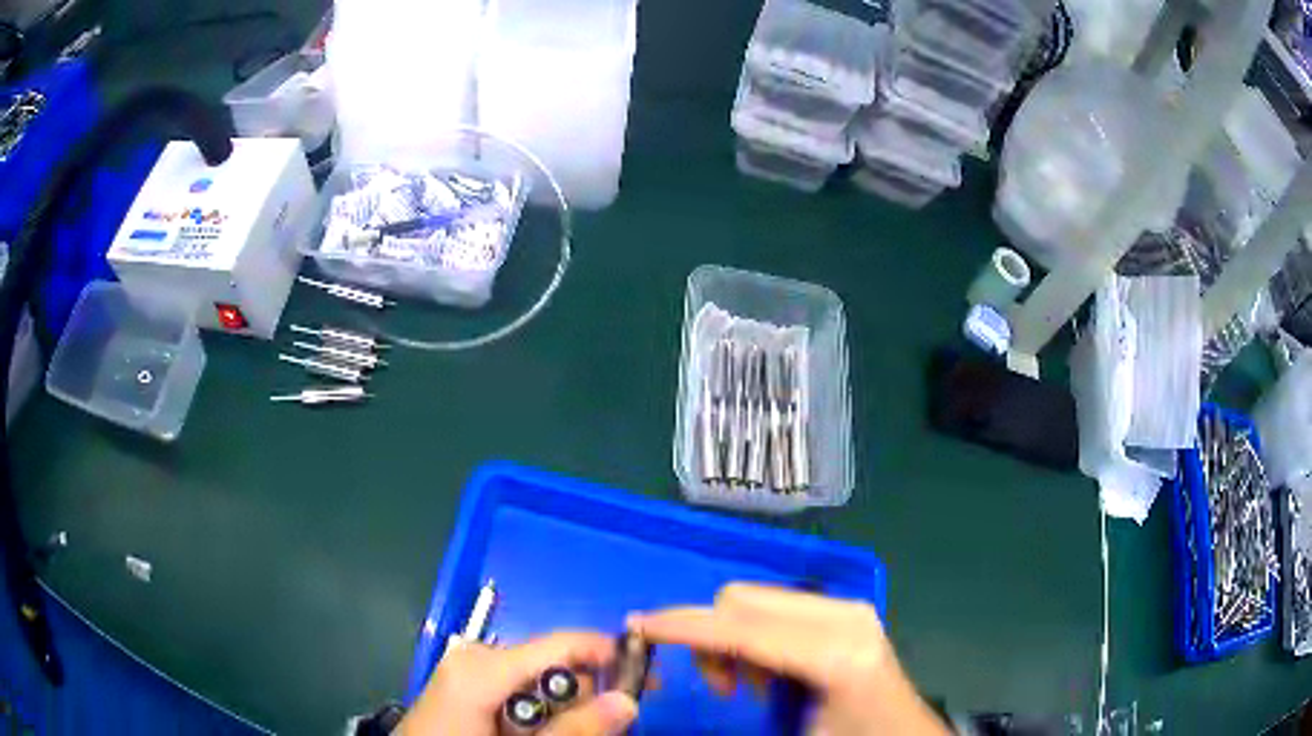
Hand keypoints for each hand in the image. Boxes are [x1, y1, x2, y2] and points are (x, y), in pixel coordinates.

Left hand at [399, 631, 637, 735]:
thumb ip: (573, 730)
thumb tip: (629, 702)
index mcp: (484, 667)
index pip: (563, 644)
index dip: (611, 655)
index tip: (652, 679)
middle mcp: (477, 657)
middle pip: (555, 666)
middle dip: (588, 695)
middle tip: (610, 727)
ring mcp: (469, 668)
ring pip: (540, 681)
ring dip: (566, 709)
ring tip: (571, 734)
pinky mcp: (467, 683)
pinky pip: (520, 689)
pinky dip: (542, 711)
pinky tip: (540, 731)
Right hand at [627, 583, 949, 735]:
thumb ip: (741, 702)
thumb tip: (705, 678)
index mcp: (834, 654)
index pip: (741, 627)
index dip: (684, 626)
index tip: (637, 626)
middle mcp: (844, 617)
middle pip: (744, 601)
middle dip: (709, 637)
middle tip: (720, 687)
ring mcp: (849, 609)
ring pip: (757, 601)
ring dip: (732, 638)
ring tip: (747, 685)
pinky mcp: (848, 612)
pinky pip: (778, 609)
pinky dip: (755, 635)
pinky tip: (770, 672)